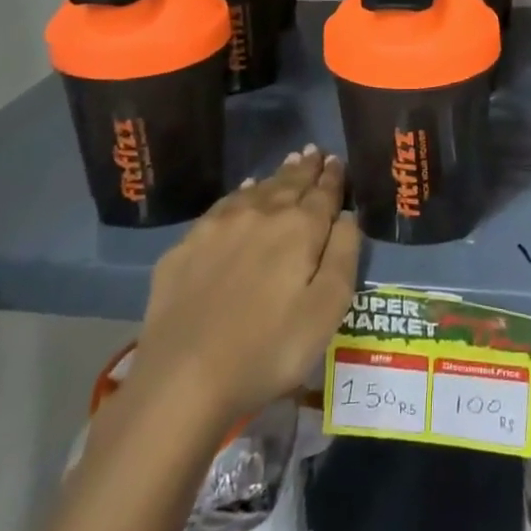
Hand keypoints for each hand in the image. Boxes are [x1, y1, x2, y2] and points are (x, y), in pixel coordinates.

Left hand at [125, 147, 358, 432]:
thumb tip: (347, 216)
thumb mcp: (327, 310)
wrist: (183, 378)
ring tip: (289, 163)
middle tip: (315, 152)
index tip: (337, 161)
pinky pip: (223, 206)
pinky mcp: (187, 245)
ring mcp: (219, 226)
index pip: (323, 193)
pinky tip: (244, 192)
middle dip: (306, 168)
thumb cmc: (268, 349)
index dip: (333, 177)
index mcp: (300, 228)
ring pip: (257, 189)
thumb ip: (343, 255)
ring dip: (277, 176)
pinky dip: (241, 193)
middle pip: (289, 184)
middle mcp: (261, 214)